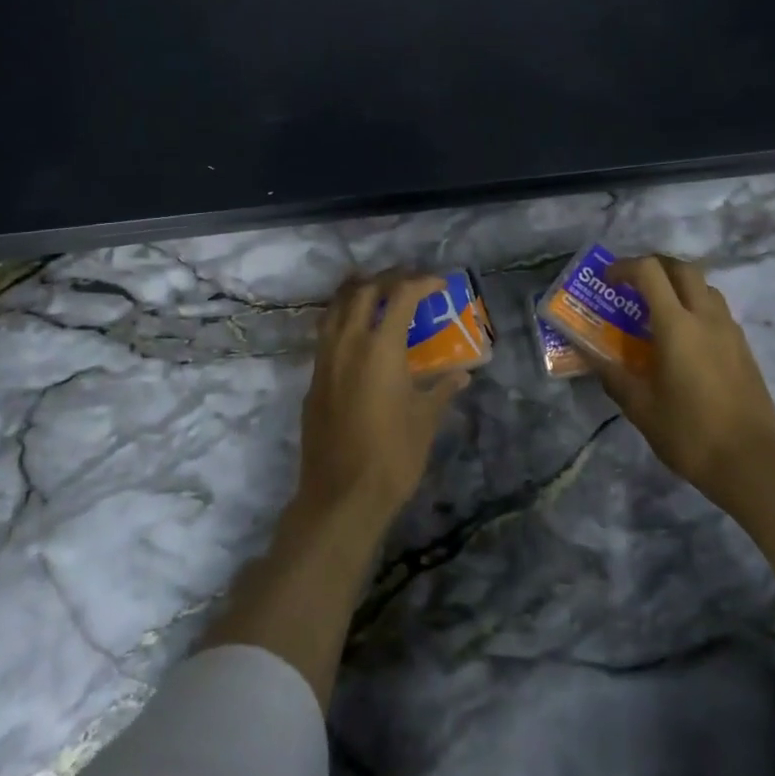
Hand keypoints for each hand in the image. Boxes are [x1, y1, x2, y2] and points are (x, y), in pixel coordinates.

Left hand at [295, 271, 470, 527]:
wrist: (341, 496)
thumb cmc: (392, 457)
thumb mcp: (425, 420)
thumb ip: (441, 390)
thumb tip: (461, 375)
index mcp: (380, 349)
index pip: (400, 295)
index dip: (421, 282)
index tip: (439, 284)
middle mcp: (348, 344)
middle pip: (362, 291)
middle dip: (387, 278)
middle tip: (408, 280)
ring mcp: (325, 361)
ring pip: (334, 307)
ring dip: (356, 291)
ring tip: (376, 289)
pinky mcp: (313, 380)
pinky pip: (325, 333)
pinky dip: (341, 318)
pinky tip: (356, 331)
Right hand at [584, 256, 774, 510]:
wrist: (753, 463)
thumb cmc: (690, 433)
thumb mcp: (641, 408)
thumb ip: (613, 375)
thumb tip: (589, 355)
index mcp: (677, 326)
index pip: (650, 272)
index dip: (625, 267)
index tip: (608, 281)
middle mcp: (706, 318)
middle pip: (683, 268)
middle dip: (655, 266)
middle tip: (634, 285)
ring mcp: (730, 331)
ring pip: (705, 287)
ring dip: (679, 285)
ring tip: (659, 309)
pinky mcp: (744, 348)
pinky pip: (718, 311)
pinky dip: (697, 307)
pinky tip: (685, 339)